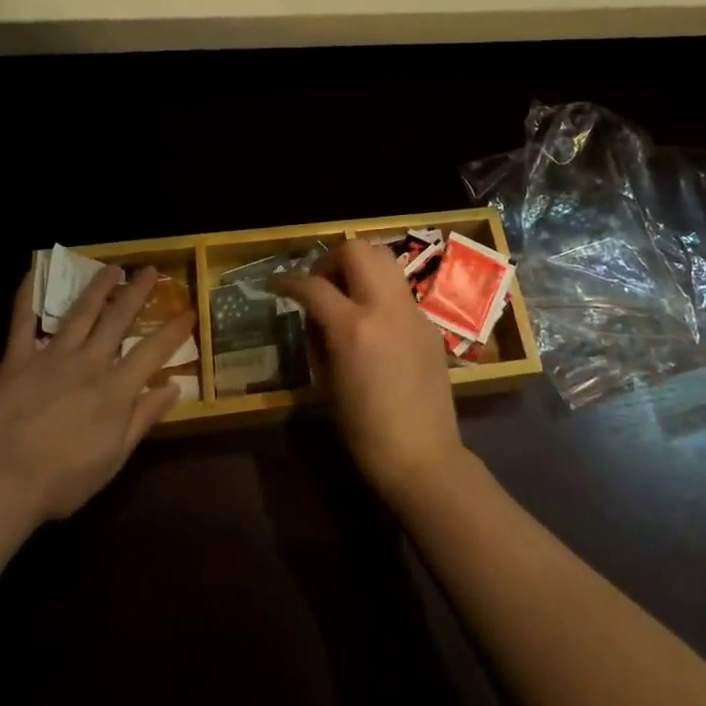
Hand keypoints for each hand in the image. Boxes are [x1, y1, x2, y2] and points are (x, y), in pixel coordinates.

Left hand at [0, 265, 193, 527]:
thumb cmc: (61, 481)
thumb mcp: (113, 459)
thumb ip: (143, 419)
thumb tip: (174, 388)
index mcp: (115, 390)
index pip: (153, 351)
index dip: (174, 330)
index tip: (189, 310)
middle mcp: (89, 363)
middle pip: (118, 319)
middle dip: (137, 292)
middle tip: (150, 270)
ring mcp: (52, 357)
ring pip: (80, 312)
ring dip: (97, 287)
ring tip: (110, 268)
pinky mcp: (17, 360)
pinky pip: (22, 322)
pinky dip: (27, 297)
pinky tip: (33, 273)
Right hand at [276, 242, 469, 506]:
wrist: (423, 456)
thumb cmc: (364, 431)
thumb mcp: (326, 384)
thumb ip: (317, 338)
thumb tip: (314, 313)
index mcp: (353, 327)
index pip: (313, 285)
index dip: (288, 281)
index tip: (277, 285)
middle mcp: (384, 307)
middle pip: (356, 249)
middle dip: (331, 260)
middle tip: (320, 285)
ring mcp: (411, 310)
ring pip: (384, 257)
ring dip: (359, 265)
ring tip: (347, 293)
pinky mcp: (428, 321)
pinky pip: (399, 288)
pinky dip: (380, 289)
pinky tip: (373, 318)